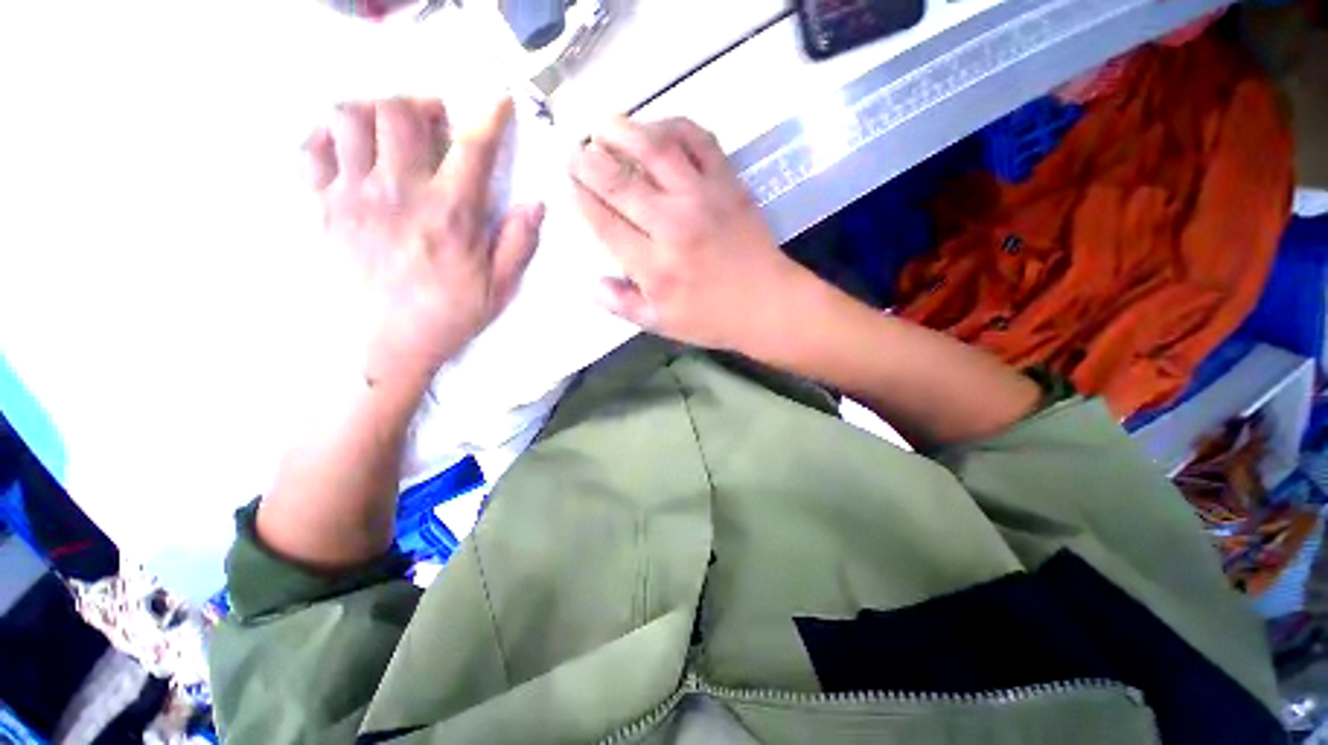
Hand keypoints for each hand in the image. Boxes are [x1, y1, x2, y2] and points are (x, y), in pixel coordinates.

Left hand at [304, 97, 543, 390]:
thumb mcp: (500, 288)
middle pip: (399, 111)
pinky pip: (311, 148)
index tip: (497, 100)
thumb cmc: (449, 316)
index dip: (488, 115)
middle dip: (422, 103)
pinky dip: (329, 136)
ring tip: (391, 132)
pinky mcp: (322, 207)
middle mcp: (399, 191)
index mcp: (450, 213)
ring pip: (350, 117)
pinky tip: (349, 150)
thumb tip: (535, 203)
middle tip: (434, 122)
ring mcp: (353, 195)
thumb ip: (519, 243)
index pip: (472, 146)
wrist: (385, 346)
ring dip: (375, 112)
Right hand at [569, 117, 810, 353]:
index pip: (604, 222)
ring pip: (655, 150)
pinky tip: (657, 127)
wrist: (767, 304)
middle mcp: (672, 225)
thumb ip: (622, 305)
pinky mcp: (728, 183)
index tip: (565, 182)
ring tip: (602, 126)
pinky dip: (675, 125)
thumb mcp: (661, 324)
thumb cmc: (712, 318)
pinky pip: (699, 141)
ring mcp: (702, 198)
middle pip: (619, 181)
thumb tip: (590, 285)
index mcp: (654, 266)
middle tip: (573, 150)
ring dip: (622, 131)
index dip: (579, 197)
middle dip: (587, 160)